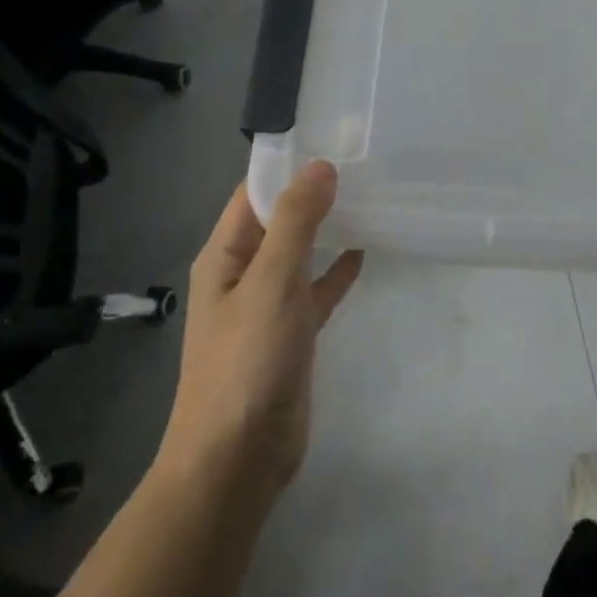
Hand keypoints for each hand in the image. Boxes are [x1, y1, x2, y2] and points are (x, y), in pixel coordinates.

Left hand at [159, 161, 362, 501]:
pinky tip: (365, 252)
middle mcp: (243, 273)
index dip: (289, 165)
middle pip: (279, 220)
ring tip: (371, 197)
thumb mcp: (272, 282)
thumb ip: (297, 222)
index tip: (335, 139)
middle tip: (365, 163)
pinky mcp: (292, 334)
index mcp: (226, 255)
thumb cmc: (247, 362)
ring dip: (328, 228)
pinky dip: (337, 270)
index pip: (254, 193)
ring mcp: (268, 305)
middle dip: (314, 193)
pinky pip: (316, 290)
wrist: (238, 457)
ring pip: (301, 253)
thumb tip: (320, 166)